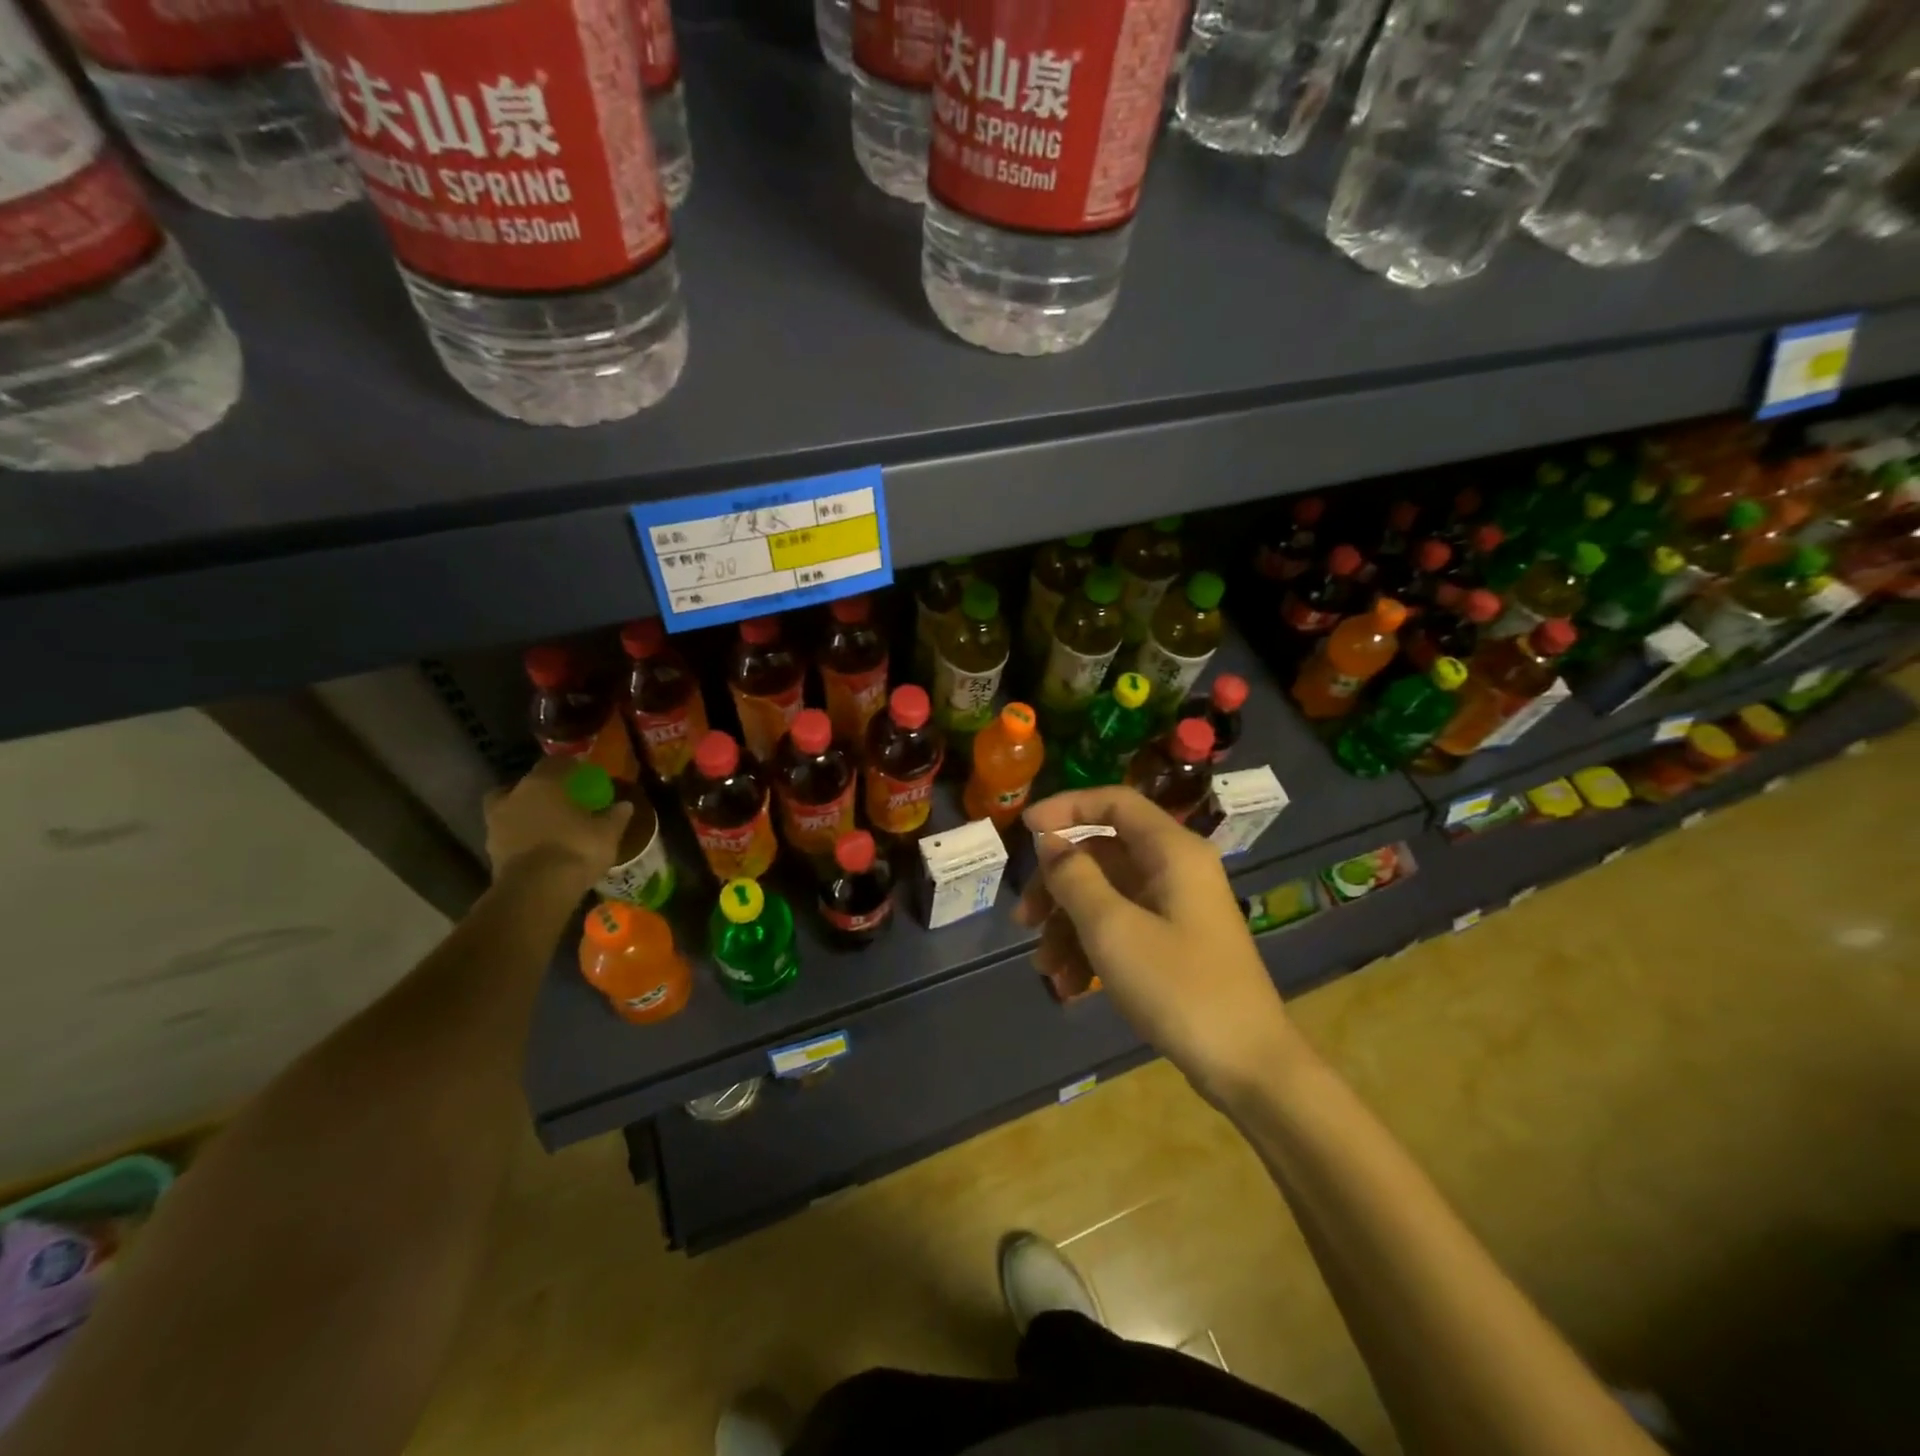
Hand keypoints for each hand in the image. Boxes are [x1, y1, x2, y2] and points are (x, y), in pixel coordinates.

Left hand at [483, 757, 632, 893]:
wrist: (536, 891)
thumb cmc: (576, 849)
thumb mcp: (607, 832)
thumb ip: (615, 816)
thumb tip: (625, 805)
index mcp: (542, 783)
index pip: (555, 763)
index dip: (570, 767)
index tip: (584, 775)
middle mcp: (514, 797)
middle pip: (522, 785)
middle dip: (537, 790)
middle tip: (557, 800)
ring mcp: (496, 825)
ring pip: (509, 810)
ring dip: (524, 815)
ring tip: (546, 827)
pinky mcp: (491, 852)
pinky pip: (508, 836)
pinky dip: (519, 838)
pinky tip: (538, 848)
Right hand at [1016, 787, 1294, 1107]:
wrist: (1247, 1066)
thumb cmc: (1178, 986)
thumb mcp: (1112, 929)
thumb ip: (1074, 877)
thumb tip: (1050, 843)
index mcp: (1172, 851)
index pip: (1113, 802)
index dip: (1066, 807)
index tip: (1024, 829)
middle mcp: (1176, 869)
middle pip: (1102, 854)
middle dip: (1058, 886)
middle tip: (1024, 919)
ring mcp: (1176, 908)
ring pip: (1107, 895)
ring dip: (1069, 926)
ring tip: (1046, 969)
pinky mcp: (1174, 943)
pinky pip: (1122, 927)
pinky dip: (1092, 948)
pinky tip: (1070, 986)